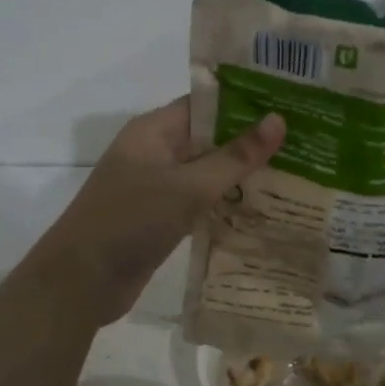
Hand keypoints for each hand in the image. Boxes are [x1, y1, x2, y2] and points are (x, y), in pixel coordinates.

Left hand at [28, 99, 285, 326]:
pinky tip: (262, 210)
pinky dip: (225, 205)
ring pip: (206, 174)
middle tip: (303, 143)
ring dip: (240, 177)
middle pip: (209, 139)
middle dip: (250, 143)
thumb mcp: (188, 186)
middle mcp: (154, 153)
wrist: (81, 282)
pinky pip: (198, 203)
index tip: (289, 105)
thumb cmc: (131, 220)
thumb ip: (234, 157)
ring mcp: (155, 188)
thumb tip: (278, 120)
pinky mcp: (159, 220)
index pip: (206, 105)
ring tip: (294, 174)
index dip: (246, 103)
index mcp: (154, 131)